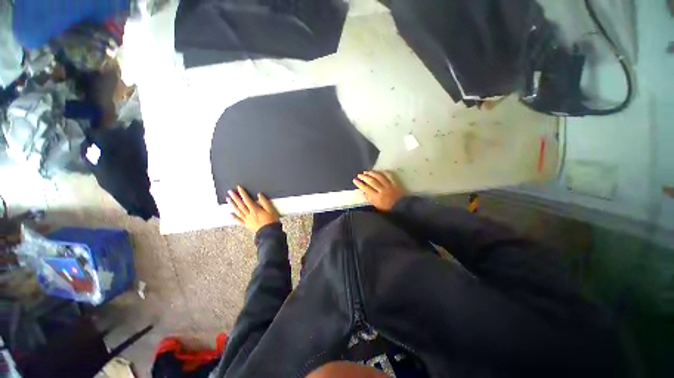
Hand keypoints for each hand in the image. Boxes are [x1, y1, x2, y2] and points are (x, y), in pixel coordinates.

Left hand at [227, 186, 279, 232]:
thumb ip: (265, 202)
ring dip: (232, 205)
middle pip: (240, 205)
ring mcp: (247, 220)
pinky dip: (234, 217)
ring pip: (238, 211)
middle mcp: (249, 214)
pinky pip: (239, 220)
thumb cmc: (271, 221)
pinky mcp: (247, 225)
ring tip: (228, 200)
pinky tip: (230, 214)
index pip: (247, 200)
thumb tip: (259, 195)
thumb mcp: (271, 209)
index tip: (239, 188)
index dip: (243, 193)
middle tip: (230, 192)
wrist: (269, 232)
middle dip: (235, 197)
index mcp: (255, 210)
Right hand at [353, 170, 405, 211]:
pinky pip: (389, 175)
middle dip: (364, 177)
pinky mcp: (395, 183)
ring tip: (366, 171)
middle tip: (359, 175)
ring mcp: (389, 186)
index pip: (366, 188)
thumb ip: (369, 199)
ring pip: (379, 177)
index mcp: (377, 198)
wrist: (403, 208)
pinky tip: (379, 171)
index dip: (359, 184)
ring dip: (372, 173)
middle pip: (372, 181)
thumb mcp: (376, 207)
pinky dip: (383, 172)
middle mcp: (382, 190)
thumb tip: (362, 191)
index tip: (355, 180)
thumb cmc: (388, 209)